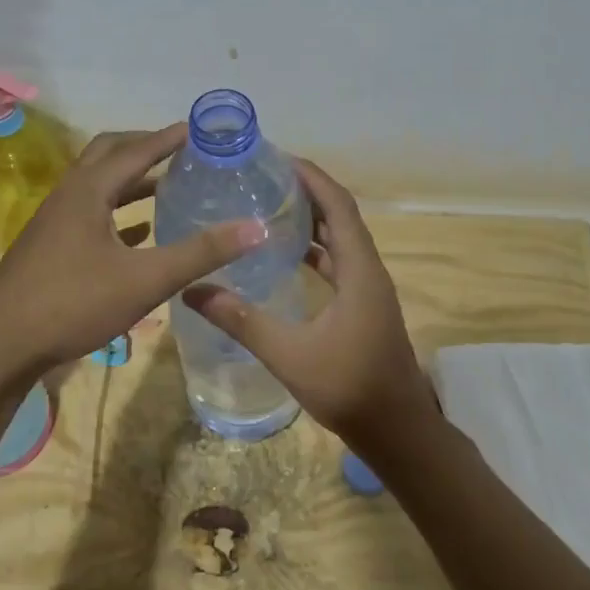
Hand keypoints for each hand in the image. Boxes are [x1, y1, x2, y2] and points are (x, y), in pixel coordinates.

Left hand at [0, 124, 265, 381]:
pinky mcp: (50, 248)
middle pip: (109, 156)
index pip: (136, 150)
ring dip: (132, 183)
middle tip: (181, 151)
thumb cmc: (72, 303)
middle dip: (145, 149)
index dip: (169, 138)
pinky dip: (118, 214)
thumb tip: (256, 228)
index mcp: (89, 191)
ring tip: (168, 187)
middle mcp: (69, 196)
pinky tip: (139, 234)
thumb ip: (200, 253)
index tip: (200, 128)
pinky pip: (90, 216)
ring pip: (98, 188)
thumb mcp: (145, 279)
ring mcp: (55, 222)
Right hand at [183, 159, 438, 458]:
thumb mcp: (289, 354)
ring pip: (339, 239)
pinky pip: (338, 262)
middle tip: (264, 177)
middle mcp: (368, 271)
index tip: (277, 158)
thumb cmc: (349, 388)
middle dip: (307, 191)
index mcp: (359, 270)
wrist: (396, 430)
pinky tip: (285, 255)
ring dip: (311, 219)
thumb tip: (192, 290)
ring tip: (269, 204)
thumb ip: (241, 321)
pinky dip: (314, 249)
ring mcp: (368, 289)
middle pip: (340, 215)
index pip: (338, 206)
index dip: (312, 177)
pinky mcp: (363, 306)